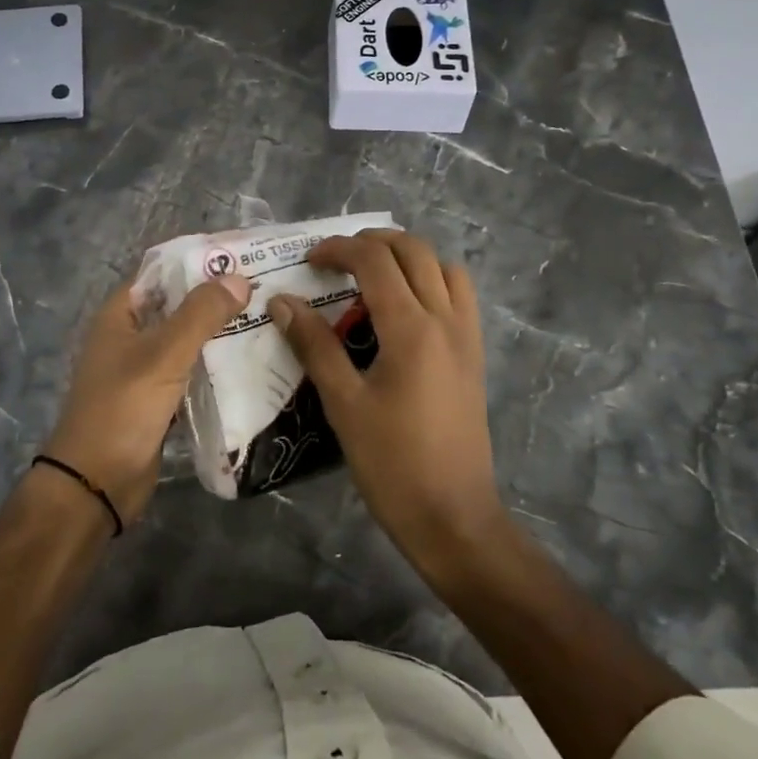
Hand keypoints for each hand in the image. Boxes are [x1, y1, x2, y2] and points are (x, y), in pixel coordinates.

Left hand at [43, 271, 251, 525]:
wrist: (97, 483)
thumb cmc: (123, 408)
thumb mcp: (163, 354)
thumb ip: (201, 314)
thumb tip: (239, 278)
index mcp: (121, 315)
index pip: (163, 272)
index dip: (199, 262)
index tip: (243, 257)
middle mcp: (132, 336)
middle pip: (179, 305)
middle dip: (218, 298)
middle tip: (267, 288)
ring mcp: (145, 369)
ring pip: (189, 340)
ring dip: (220, 333)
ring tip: (268, 319)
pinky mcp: (160, 399)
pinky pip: (193, 372)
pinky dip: (216, 365)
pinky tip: (252, 361)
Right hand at [268, 231, 503, 569]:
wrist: (454, 516)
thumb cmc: (392, 463)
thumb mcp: (344, 404)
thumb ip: (314, 346)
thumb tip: (282, 302)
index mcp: (412, 328)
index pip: (375, 261)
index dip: (339, 249)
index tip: (309, 261)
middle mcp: (446, 319)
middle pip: (414, 250)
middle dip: (372, 242)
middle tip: (337, 259)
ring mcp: (467, 335)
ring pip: (443, 267)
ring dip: (407, 256)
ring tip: (372, 274)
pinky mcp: (475, 354)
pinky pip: (460, 294)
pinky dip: (433, 279)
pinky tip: (406, 307)